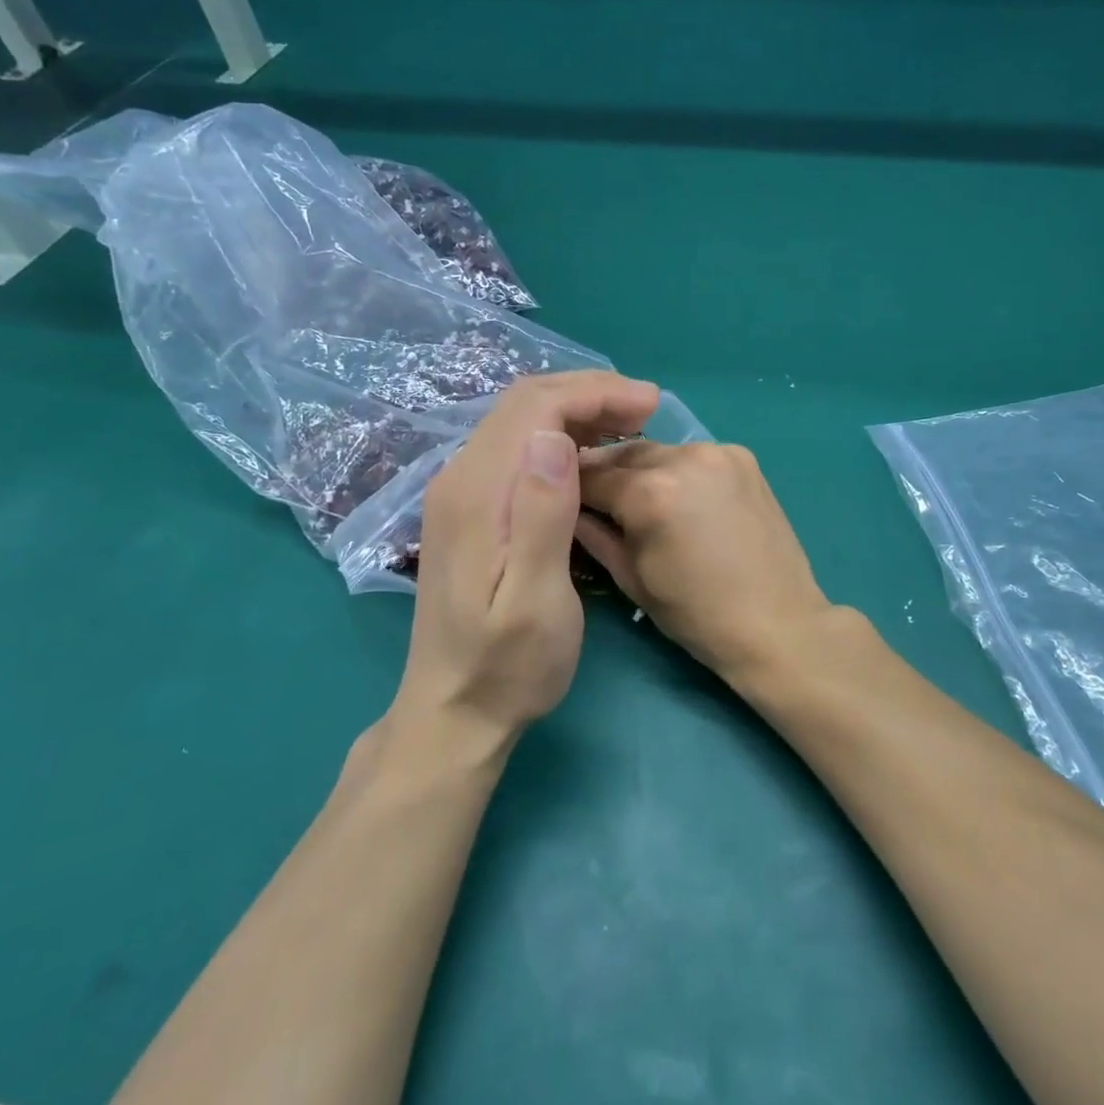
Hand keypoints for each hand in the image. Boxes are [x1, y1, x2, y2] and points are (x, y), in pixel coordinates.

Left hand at [397, 371, 660, 741]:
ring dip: (576, 410)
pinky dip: (560, 435)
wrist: (454, 711)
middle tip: (647, 409)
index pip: (535, 408)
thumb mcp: (535, 600)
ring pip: (520, 421)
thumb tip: (553, 438)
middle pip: (524, 403)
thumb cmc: (508, 665)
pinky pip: (516, 447)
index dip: (595, 394)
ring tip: (629, 425)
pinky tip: (590, 455)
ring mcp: (460, 492)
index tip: (650, 405)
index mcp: (478, 493)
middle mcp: (460, 478)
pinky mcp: (469, 508)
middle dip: (589, 393)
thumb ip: (541, 515)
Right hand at [574, 441, 834, 683]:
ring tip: (640, 501)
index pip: (590, 475)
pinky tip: (682, 500)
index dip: (570, 489)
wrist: (778, 623)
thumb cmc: (697, 614)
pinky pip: (693, 456)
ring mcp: (719, 452)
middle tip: (596, 501)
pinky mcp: (743, 458)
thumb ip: (594, 535)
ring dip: (642, 470)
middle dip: (605, 474)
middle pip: (624, 454)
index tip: (559, 500)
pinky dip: (678, 471)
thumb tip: (568, 509)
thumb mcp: (632, 579)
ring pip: (659, 452)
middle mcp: (684, 457)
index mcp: (651, 492)